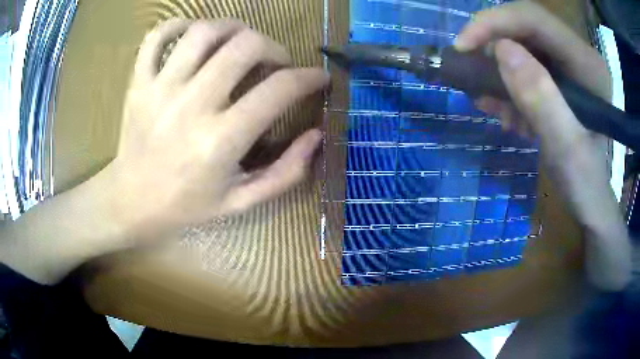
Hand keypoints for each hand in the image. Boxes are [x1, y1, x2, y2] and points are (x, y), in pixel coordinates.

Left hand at [107, 19, 328, 238]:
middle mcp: (191, 105)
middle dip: (273, 47)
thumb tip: (316, 135)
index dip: (309, 77)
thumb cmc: (186, 206)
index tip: (318, 77)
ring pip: (204, 31)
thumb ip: (285, 173)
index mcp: (220, 141)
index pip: (278, 89)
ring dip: (232, 29)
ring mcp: (160, 88)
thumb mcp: (242, 202)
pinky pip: (158, 36)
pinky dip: (179, 25)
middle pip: (245, 46)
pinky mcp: (139, 82)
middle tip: (275, 62)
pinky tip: (192, 36)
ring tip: (238, 44)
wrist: (131, 202)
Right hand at [456, 1, 629, 290]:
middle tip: (473, 76)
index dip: (495, 23)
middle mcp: (577, 54)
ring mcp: (567, 65)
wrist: (590, 201)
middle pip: (524, 27)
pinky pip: (522, 66)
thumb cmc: (584, 183)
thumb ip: (542, 100)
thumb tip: (501, 51)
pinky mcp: (558, 77)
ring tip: (492, 106)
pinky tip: (505, 112)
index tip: (463, 47)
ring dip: (498, 71)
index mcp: (587, 64)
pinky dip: (506, 85)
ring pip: (520, 45)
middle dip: (492, 46)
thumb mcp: (566, 148)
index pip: (534, 19)